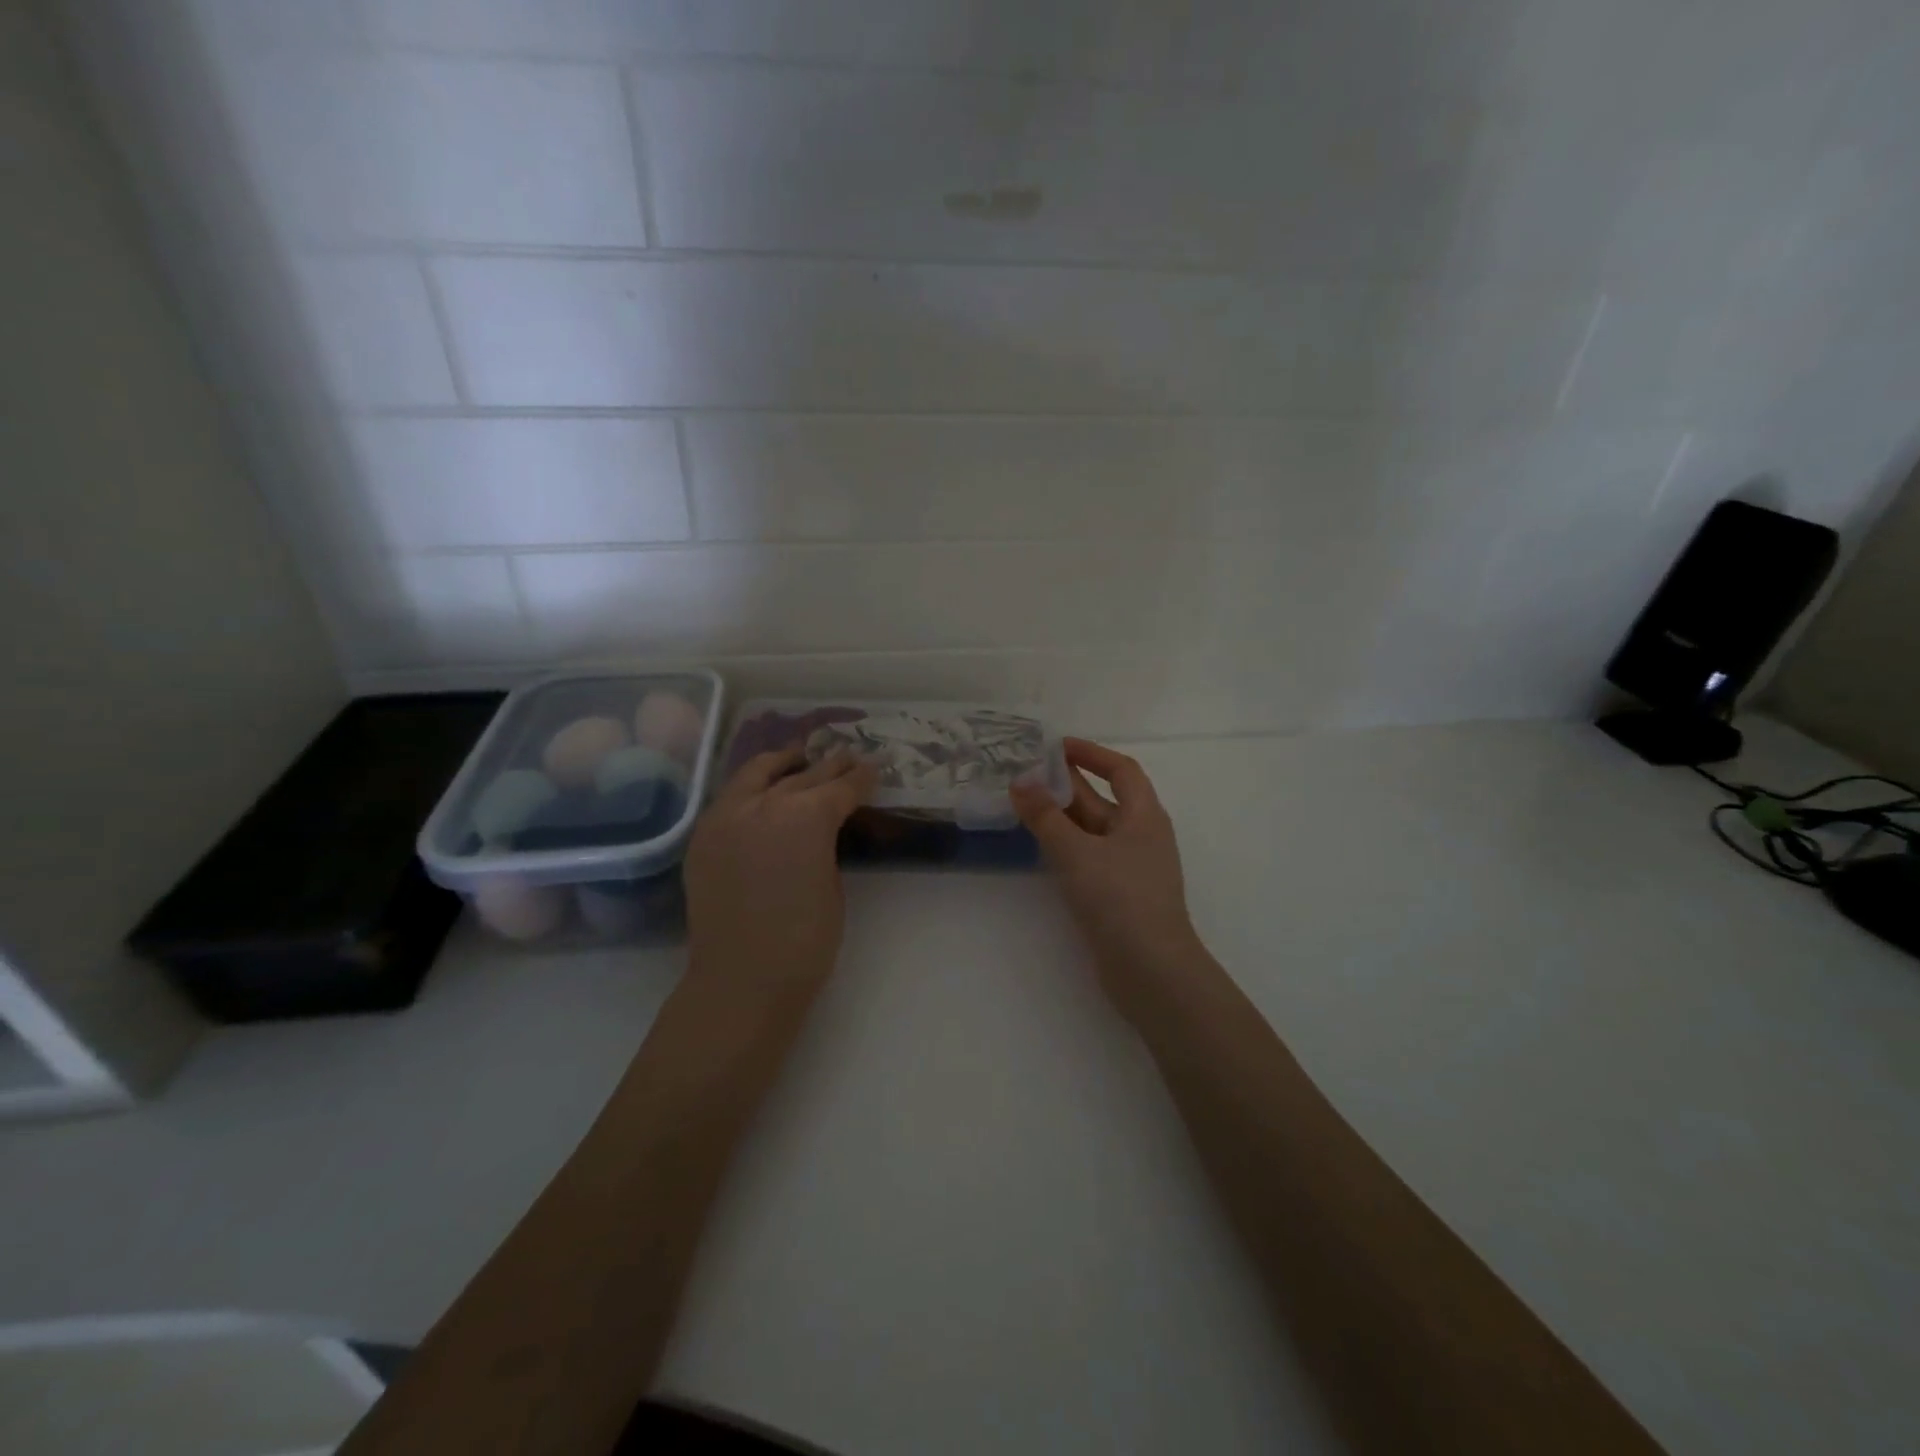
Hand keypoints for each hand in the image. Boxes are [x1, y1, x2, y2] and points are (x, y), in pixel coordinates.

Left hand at [685, 747, 877, 998]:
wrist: (742, 979)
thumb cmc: (805, 941)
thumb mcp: (833, 884)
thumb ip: (825, 844)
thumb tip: (819, 830)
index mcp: (807, 816)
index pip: (841, 787)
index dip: (861, 778)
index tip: (873, 769)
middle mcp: (764, 803)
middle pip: (803, 775)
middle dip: (829, 766)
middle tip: (846, 757)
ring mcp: (726, 816)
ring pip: (757, 773)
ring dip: (783, 763)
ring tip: (798, 757)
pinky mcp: (703, 835)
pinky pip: (731, 797)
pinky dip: (751, 787)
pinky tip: (762, 789)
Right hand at [1012, 738, 1207, 1016]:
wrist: (1151, 971)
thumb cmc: (1120, 898)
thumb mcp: (1077, 852)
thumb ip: (1046, 817)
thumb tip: (1020, 781)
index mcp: (1144, 816)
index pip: (1121, 771)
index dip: (1091, 754)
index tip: (1056, 747)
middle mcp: (1140, 836)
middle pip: (1103, 799)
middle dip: (1067, 785)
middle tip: (1026, 774)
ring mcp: (1130, 868)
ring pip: (1093, 830)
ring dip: (1062, 816)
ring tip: (1024, 804)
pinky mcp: (1117, 895)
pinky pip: (1089, 857)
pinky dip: (1065, 846)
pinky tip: (1040, 847)